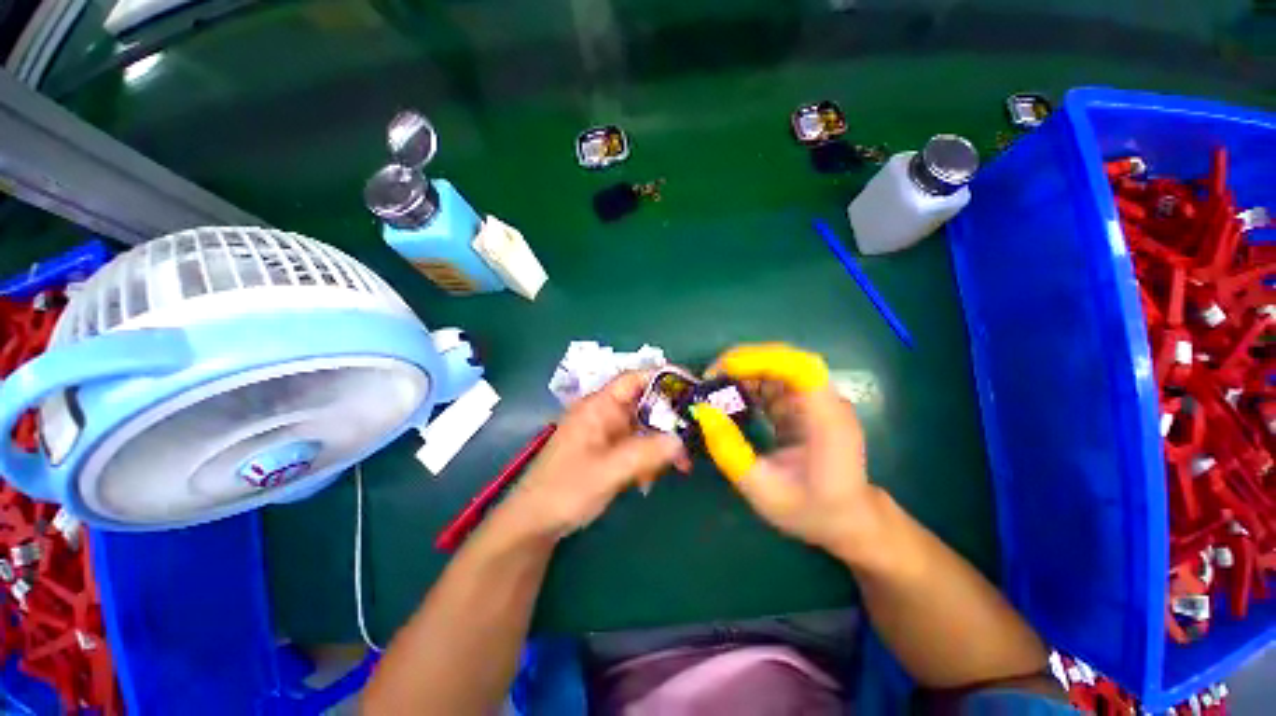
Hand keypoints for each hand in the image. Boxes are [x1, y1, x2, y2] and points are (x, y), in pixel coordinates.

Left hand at [502, 372, 684, 538]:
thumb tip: (680, 440)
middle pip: (645, 403)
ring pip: (644, 426)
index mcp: (599, 406)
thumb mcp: (607, 471)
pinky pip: (637, 445)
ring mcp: (607, 432)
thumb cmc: (565, 490)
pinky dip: (649, 457)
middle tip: (694, 437)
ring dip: (662, 443)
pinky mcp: (609, 450)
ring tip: (681, 466)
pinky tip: (650, 479)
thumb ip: (644, 453)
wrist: (535, 523)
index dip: (664, 378)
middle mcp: (605, 413)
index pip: (635, 379)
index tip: (694, 389)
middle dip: (670, 419)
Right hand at [691, 343, 883, 560]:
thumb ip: (731, 452)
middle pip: (787, 361)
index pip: (801, 369)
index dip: (762, 359)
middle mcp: (826, 402)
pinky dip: (749, 385)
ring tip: (714, 388)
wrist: (847, 520)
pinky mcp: (805, 405)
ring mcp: (816, 401)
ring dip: (744, 372)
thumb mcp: (763, 491)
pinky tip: (730, 399)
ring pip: (778, 368)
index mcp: (827, 421)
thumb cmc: (810, 510)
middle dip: (745, 362)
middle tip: (711, 377)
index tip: (725, 369)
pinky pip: (775, 383)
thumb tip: (704, 411)